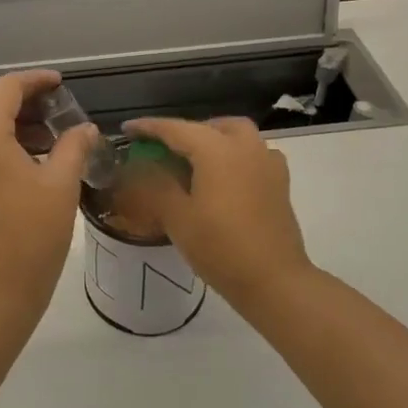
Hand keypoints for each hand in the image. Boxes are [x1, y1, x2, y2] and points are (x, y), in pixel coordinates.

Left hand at [0, 70, 96, 325]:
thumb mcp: (61, 185)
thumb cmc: (31, 235)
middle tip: (55, 108)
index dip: (35, 80)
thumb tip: (85, 129)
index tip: (61, 84)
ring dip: (9, 122)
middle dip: (20, 98)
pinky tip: (25, 163)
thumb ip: (73, 146)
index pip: (6, 87)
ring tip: (47, 137)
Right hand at [122, 117, 313, 310]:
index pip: (175, 129)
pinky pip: (254, 154)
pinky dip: (236, 155)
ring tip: (194, 161)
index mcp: (216, 149)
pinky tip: (226, 177)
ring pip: (237, 135)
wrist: (274, 281)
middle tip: (164, 149)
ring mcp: (267, 162)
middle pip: (211, 126)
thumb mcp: (177, 217)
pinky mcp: (280, 182)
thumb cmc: (220, 247)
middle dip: (185, 132)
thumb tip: (142, 165)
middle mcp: (244, 146)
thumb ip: (156, 184)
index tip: (127, 129)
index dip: (148, 128)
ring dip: (213, 139)